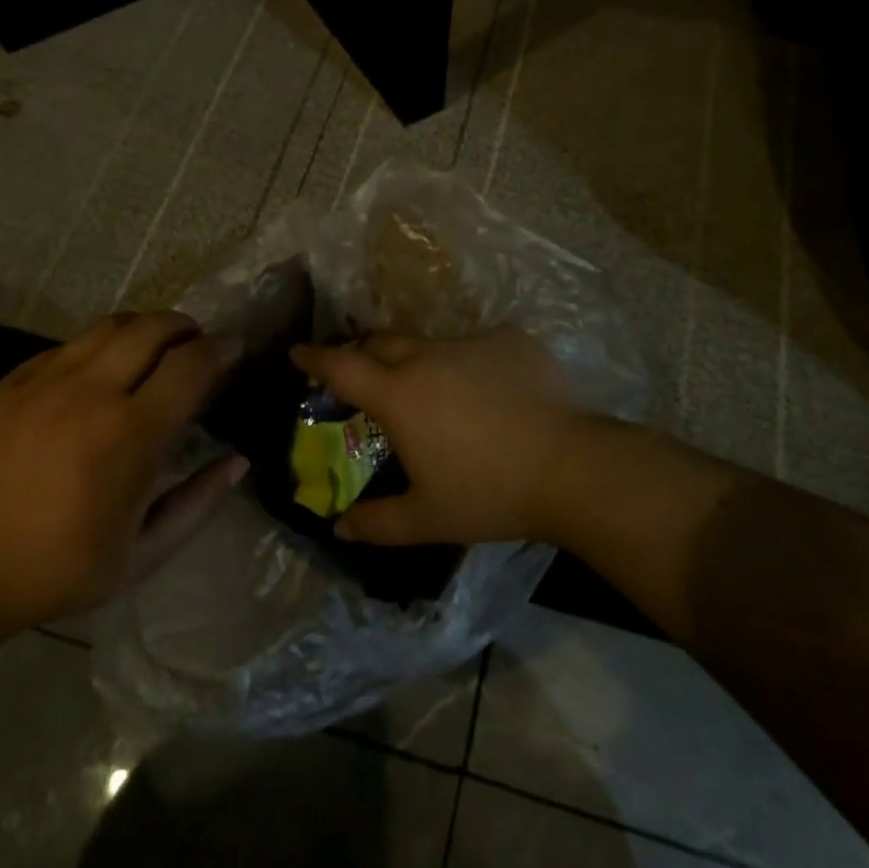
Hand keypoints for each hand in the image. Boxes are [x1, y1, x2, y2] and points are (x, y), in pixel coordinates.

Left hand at [0, 313, 246, 632]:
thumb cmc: (54, 570)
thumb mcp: (142, 555)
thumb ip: (198, 503)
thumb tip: (238, 461)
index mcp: (129, 434)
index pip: (191, 365)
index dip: (221, 350)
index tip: (234, 349)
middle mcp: (90, 392)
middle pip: (152, 327)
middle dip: (186, 327)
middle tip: (197, 344)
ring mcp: (43, 381)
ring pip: (109, 326)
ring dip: (144, 327)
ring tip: (154, 348)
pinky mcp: (8, 383)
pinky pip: (67, 345)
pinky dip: (98, 347)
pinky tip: (98, 373)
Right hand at [289, 327, 586, 547]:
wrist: (570, 468)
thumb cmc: (488, 493)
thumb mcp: (427, 518)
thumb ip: (377, 523)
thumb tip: (340, 527)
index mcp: (400, 394)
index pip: (342, 366)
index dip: (314, 357)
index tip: (297, 351)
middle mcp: (429, 357)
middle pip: (383, 342)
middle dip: (366, 354)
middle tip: (368, 377)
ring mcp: (472, 343)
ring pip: (433, 344)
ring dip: (423, 364)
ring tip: (441, 396)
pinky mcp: (511, 340)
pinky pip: (478, 347)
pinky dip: (472, 365)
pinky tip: (493, 394)